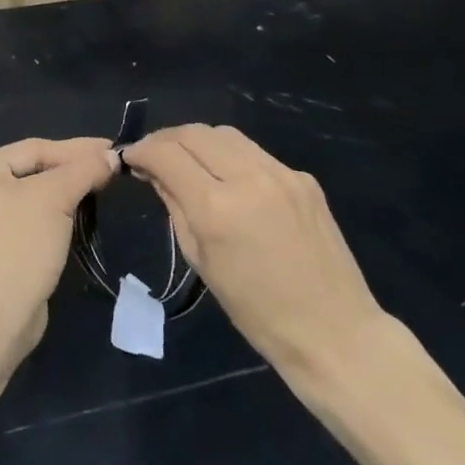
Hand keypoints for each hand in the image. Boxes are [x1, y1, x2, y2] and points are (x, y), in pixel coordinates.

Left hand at [0, 136, 116, 358]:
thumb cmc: (16, 248)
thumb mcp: (53, 199)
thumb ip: (83, 170)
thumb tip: (112, 155)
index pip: (34, 149)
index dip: (77, 149)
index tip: (114, 148)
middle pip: (33, 171)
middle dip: (73, 170)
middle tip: (112, 166)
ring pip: (34, 197)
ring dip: (67, 193)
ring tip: (103, 185)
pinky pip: (31, 221)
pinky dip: (56, 217)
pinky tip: (82, 214)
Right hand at [122, 125, 384, 377]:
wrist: (334, 331)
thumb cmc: (257, 312)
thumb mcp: (201, 261)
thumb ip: (175, 207)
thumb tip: (155, 173)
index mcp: (216, 207)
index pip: (166, 154)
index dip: (141, 150)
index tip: (130, 157)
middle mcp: (248, 178)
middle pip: (195, 133)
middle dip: (167, 139)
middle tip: (153, 155)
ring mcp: (280, 173)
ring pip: (225, 134)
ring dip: (198, 141)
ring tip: (187, 160)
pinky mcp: (303, 178)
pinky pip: (255, 153)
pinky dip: (231, 157)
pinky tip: (229, 179)